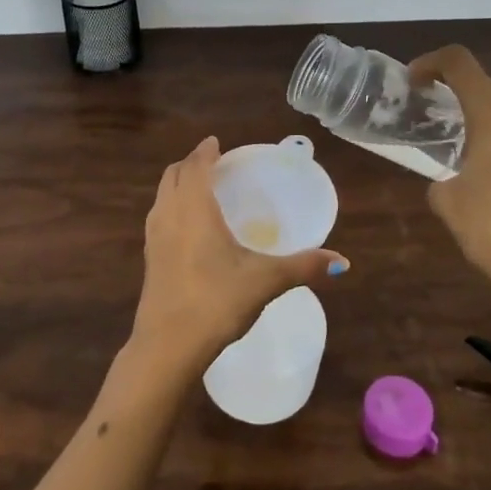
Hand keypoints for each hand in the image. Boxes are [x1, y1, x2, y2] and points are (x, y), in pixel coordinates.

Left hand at [132, 137, 348, 373]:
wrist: (167, 346)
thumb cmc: (216, 301)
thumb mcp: (265, 281)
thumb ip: (303, 267)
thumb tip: (342, 261)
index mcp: (194, 209)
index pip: (196, 166)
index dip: (205, 151)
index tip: (215, 143)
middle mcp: (169, 214)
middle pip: (173, 175)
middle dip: (191, 164)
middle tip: (212, 163)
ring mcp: (153, 237)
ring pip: (162, 196)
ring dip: (178, 184)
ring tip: (199, 190)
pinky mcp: (148, 259)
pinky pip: (158, 217)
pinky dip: (171, 207)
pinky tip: (188, 228)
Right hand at [410, 46, 490, 324]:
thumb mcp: (446, 199)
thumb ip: (442, 174)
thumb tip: (451, 178)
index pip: (459, 62)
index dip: (430, 63)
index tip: (414, 81)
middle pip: (487, 83)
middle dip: (458, 92)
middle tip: (436, 115)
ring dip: (487, 114)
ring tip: (467, 144)